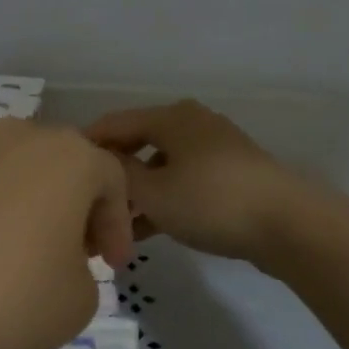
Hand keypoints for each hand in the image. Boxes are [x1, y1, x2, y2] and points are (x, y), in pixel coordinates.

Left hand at [0, 118, 132, 348]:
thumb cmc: (9, 298)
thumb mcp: (79, 302)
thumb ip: (84, 271)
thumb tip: (55, 261)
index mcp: (68, 156)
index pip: (112, 180)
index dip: (117, 225)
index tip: (109, 266)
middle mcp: (16, 135)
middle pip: (58, 165)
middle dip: (70, 206)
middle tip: (68, 251)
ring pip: (8, 168)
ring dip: (20, 201)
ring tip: (11, 248)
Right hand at [85, 100, 314, 263]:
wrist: (288, 225)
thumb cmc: (211, 200)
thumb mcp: (153, 191)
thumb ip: (117, 174)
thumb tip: (96, 162)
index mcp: (170, 116)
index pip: (112, 123)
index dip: (85, 146)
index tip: (61, 174)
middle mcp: (190, 124)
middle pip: (136, 144)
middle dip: (110, 176)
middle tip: (85, 203)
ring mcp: (212, 150)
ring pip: (158, 168)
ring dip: (135, 194)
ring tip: (110, 226)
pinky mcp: (228, 176)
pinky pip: (180, 183)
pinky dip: (161, 202)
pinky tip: (142, 232)